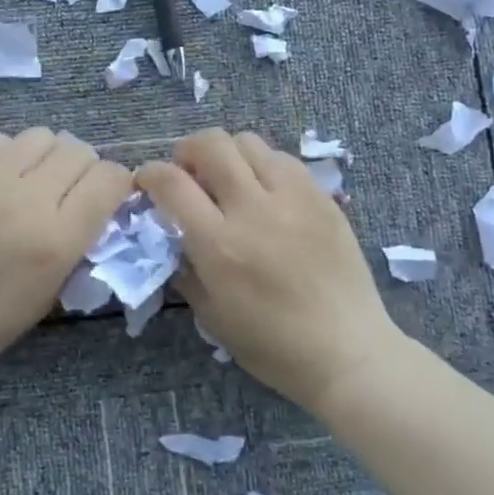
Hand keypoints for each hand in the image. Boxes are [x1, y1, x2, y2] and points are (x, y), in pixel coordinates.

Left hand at [0, 128, 131, 383]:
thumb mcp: (51, 292)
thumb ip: (79, 241)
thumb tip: (97, 202)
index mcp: (56, 239)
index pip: (109, 179)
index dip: (115, 184)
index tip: (105, 197)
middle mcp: (27, 199)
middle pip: (79, 150)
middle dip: (84, 168)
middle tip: (67, 191)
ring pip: (43, 135)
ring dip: (48, 156)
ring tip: (33, 180)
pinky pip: (2, 140)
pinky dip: (11, 155)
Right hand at [136, 129, 400, 412]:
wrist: (346, 352)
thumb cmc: (272, 345)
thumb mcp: (211, 315)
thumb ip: (184, 267)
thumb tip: (171, 233)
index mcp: (219, 244)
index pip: (171, 182)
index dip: (150, 173)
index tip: (147, 181)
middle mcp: (253, 209)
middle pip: (211, 144)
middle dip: (187, 150)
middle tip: (189, 173)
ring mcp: (293, 198)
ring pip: (249, 142)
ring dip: (228, 154)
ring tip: (230, 179)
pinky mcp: (322, 198)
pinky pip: (284, 159)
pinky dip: (264, 165)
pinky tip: (266, 192)